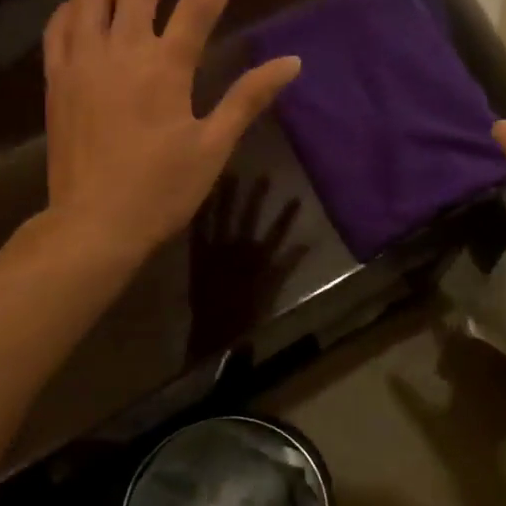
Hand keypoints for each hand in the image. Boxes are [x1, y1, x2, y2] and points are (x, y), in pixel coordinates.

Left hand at [38, 0, 301, 262]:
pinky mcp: (57, 80)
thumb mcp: (213, 147)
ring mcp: (82, 62)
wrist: (92, 223)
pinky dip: (76, 1)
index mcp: (165, 67)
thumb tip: (290, 63)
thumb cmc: (160, 190)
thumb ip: (248, 98)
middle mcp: (120, 51)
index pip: (200, 1)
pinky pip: (61, 25)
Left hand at [187, 176, 308, 357]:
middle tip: (263, 175)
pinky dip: (201, 214)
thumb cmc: (247, 312)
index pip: (277, 231)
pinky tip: (202, 198)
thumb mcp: (272, 289)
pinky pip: (199, 230)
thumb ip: (288, 265)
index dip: (287, 215)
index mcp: (258, 258)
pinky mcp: (198, 255)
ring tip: (231, 176)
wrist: (216, 329)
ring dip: (227, 197)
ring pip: (223, 217)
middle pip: (249, 217)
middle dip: (256, 196)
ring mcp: (216, 250)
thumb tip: (307, 243)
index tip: (296, 197)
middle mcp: (238, 248)